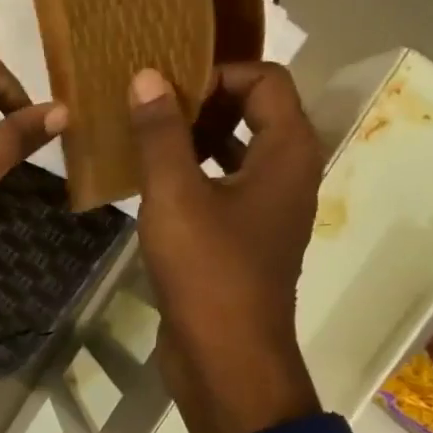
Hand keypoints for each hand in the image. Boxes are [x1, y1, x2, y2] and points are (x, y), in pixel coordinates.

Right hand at [130, 62, 322, 432]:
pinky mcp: (244, 239)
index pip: (266, 80)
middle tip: (149, 106)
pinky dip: (192, 174)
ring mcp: (267, 210)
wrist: (225, 359)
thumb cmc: (207, 272)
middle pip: (254, 111)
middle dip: (203, 101)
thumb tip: (148, 76)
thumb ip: (162, 133)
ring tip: (144, 137)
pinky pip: (223, 187)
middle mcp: (287, 175)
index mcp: (288, 154)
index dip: (218, 72)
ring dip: (194, 138)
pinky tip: (150, 182)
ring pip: (236, 151)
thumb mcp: (176, 195)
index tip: (167, 87)